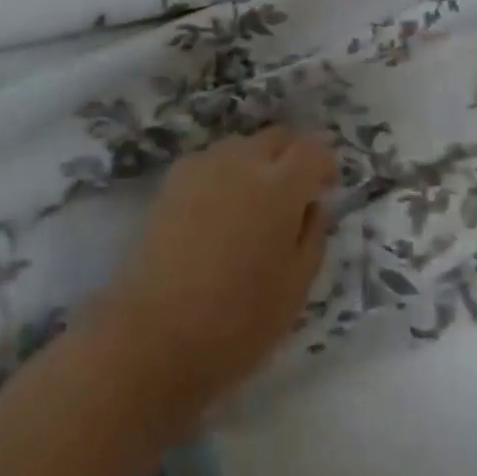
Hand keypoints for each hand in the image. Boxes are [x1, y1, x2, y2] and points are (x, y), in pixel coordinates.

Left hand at [88, 128, 334, 421]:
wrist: (151, 338)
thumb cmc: (236, 323)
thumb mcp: (295, 290)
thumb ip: (312, 237)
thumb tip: (312, 205)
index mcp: (280, 186)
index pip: (314, 149)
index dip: (325, 164)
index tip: (325, 189)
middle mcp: (244, 161)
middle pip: (278, 137)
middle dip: (292, 157)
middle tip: (293, 195)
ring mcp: (204, 165)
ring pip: (243, 146)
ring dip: (257, 163)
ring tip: (253, 205)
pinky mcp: (173, 179)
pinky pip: (211, 161)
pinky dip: (224, 174)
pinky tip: (217, 212)